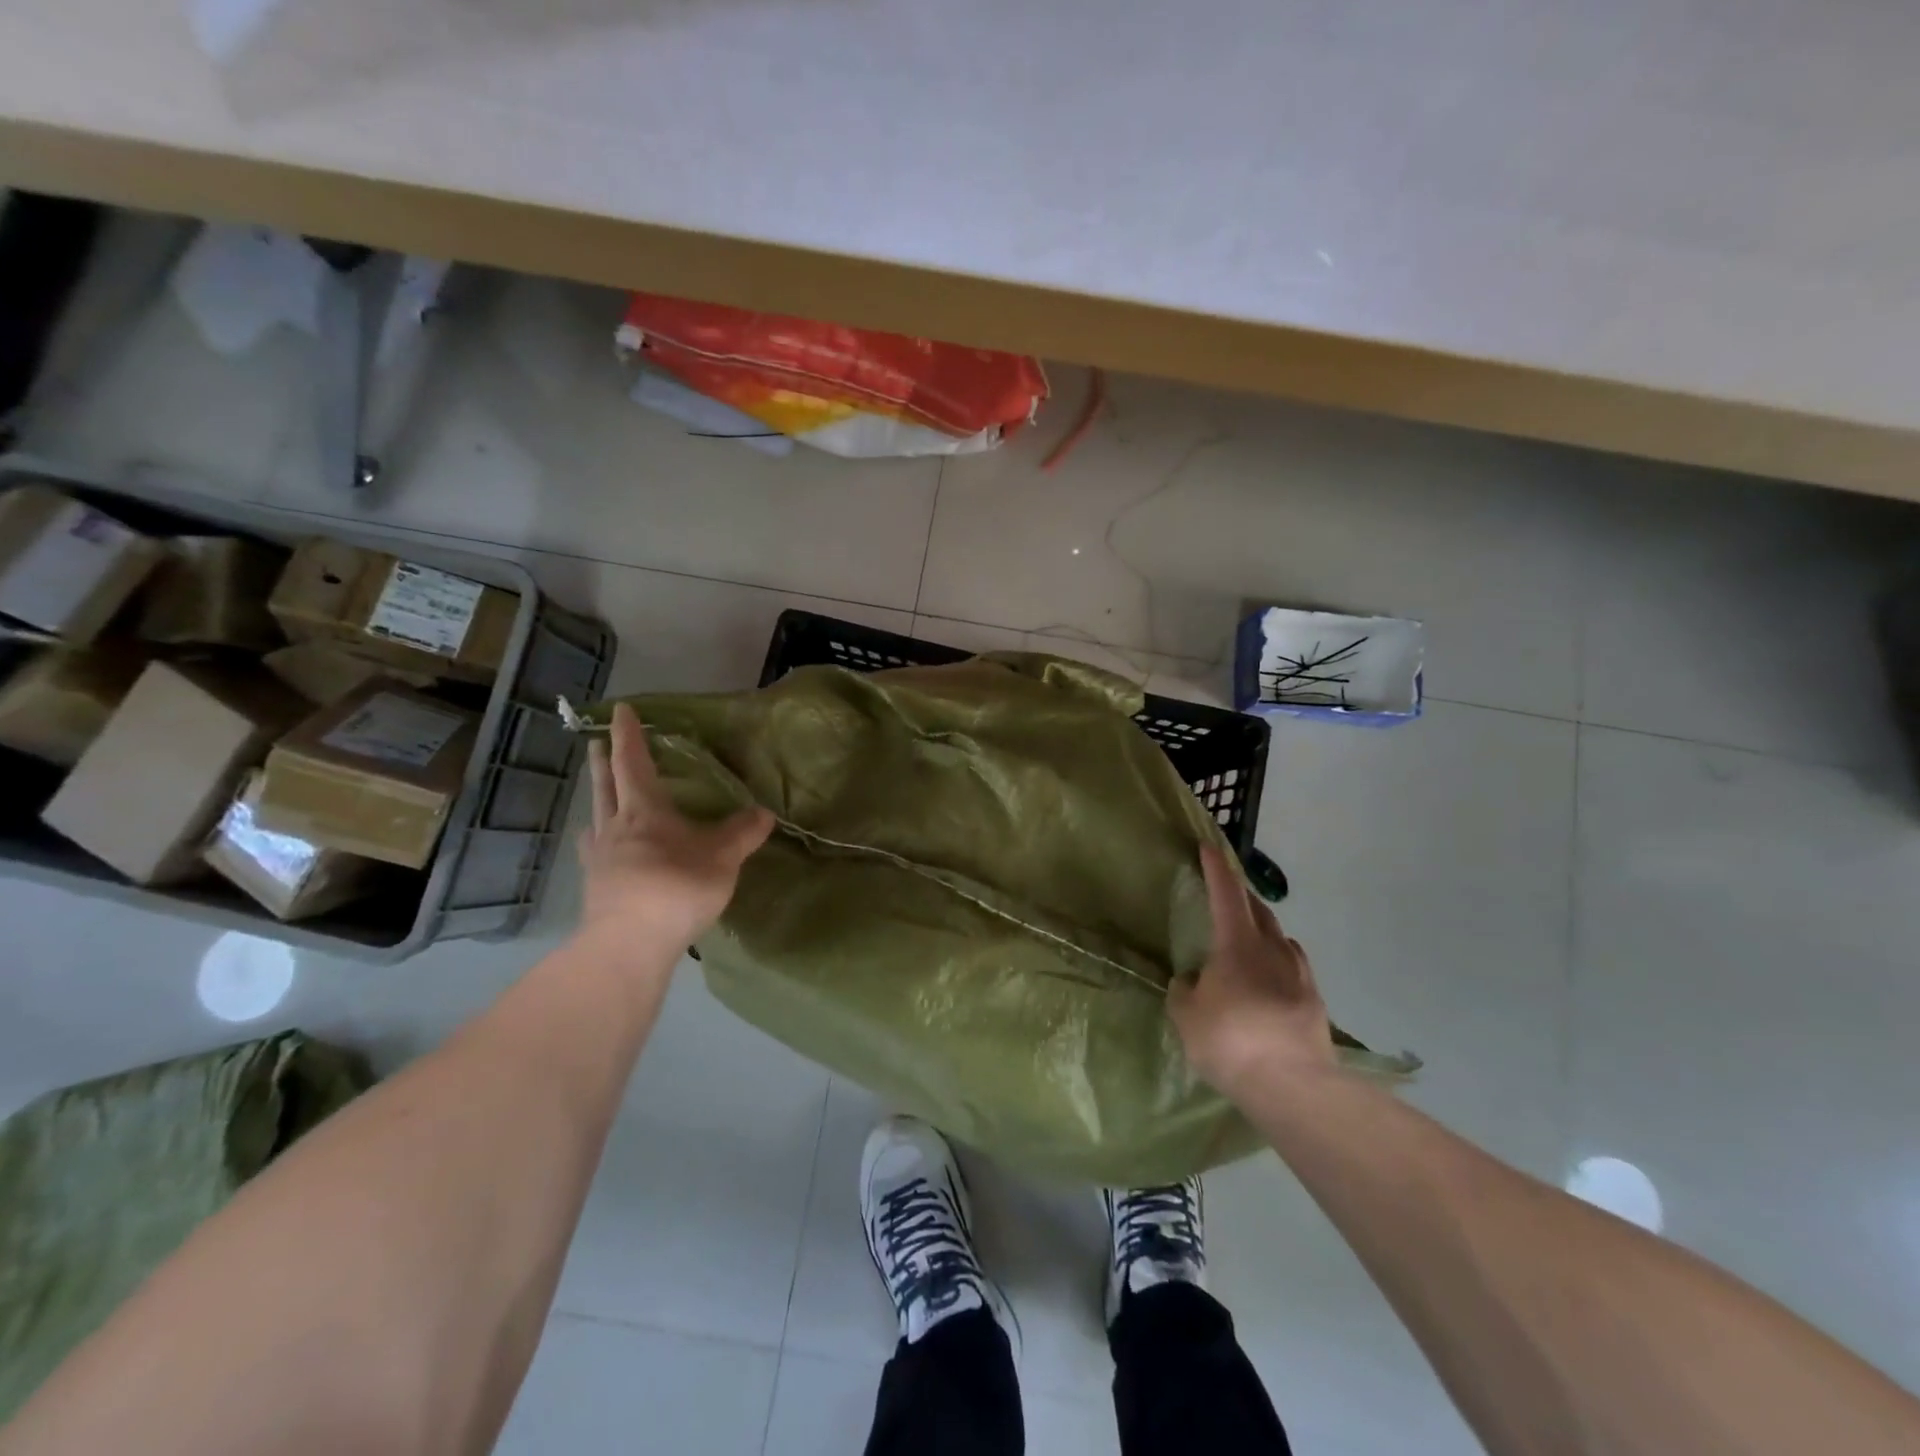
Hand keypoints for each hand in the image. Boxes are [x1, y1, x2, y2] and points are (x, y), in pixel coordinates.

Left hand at [578, 704, 774, 949]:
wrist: (629, 944)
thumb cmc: (676, 888)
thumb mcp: (721, 858)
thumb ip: (742, 833)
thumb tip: (764, 812)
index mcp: (644, 810)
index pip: (633, 762)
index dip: (629, 735)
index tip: (621, 710)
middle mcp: (615, 827)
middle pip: (605, 785)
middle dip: (603, 761)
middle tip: (596, 743)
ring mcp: (599, 858)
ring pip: (595, 818)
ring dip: (597, 800)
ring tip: (599, 796)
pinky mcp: (595, 887)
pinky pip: (594, 852)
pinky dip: (597, 841)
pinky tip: (601, 850)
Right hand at [1168, 843, 1337, 1096]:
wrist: (1292, 1085)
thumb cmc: (1229, 1040)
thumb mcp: (1186, 1016)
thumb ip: (1185, 991)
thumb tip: (1191, 981)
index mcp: (1237, 943)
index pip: (1226, 893)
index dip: (1216, 868)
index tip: (1208, 846)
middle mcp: (1272, 949)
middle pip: (1258, 909)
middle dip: (1241, 896)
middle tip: (1226, 893)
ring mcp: (1299, 973)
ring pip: (1280, 937)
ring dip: (1263, 929)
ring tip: (1250, 939)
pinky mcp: (1314, 1001)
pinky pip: (1293, 967)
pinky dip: (1279, 961)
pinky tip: (1271, 979)